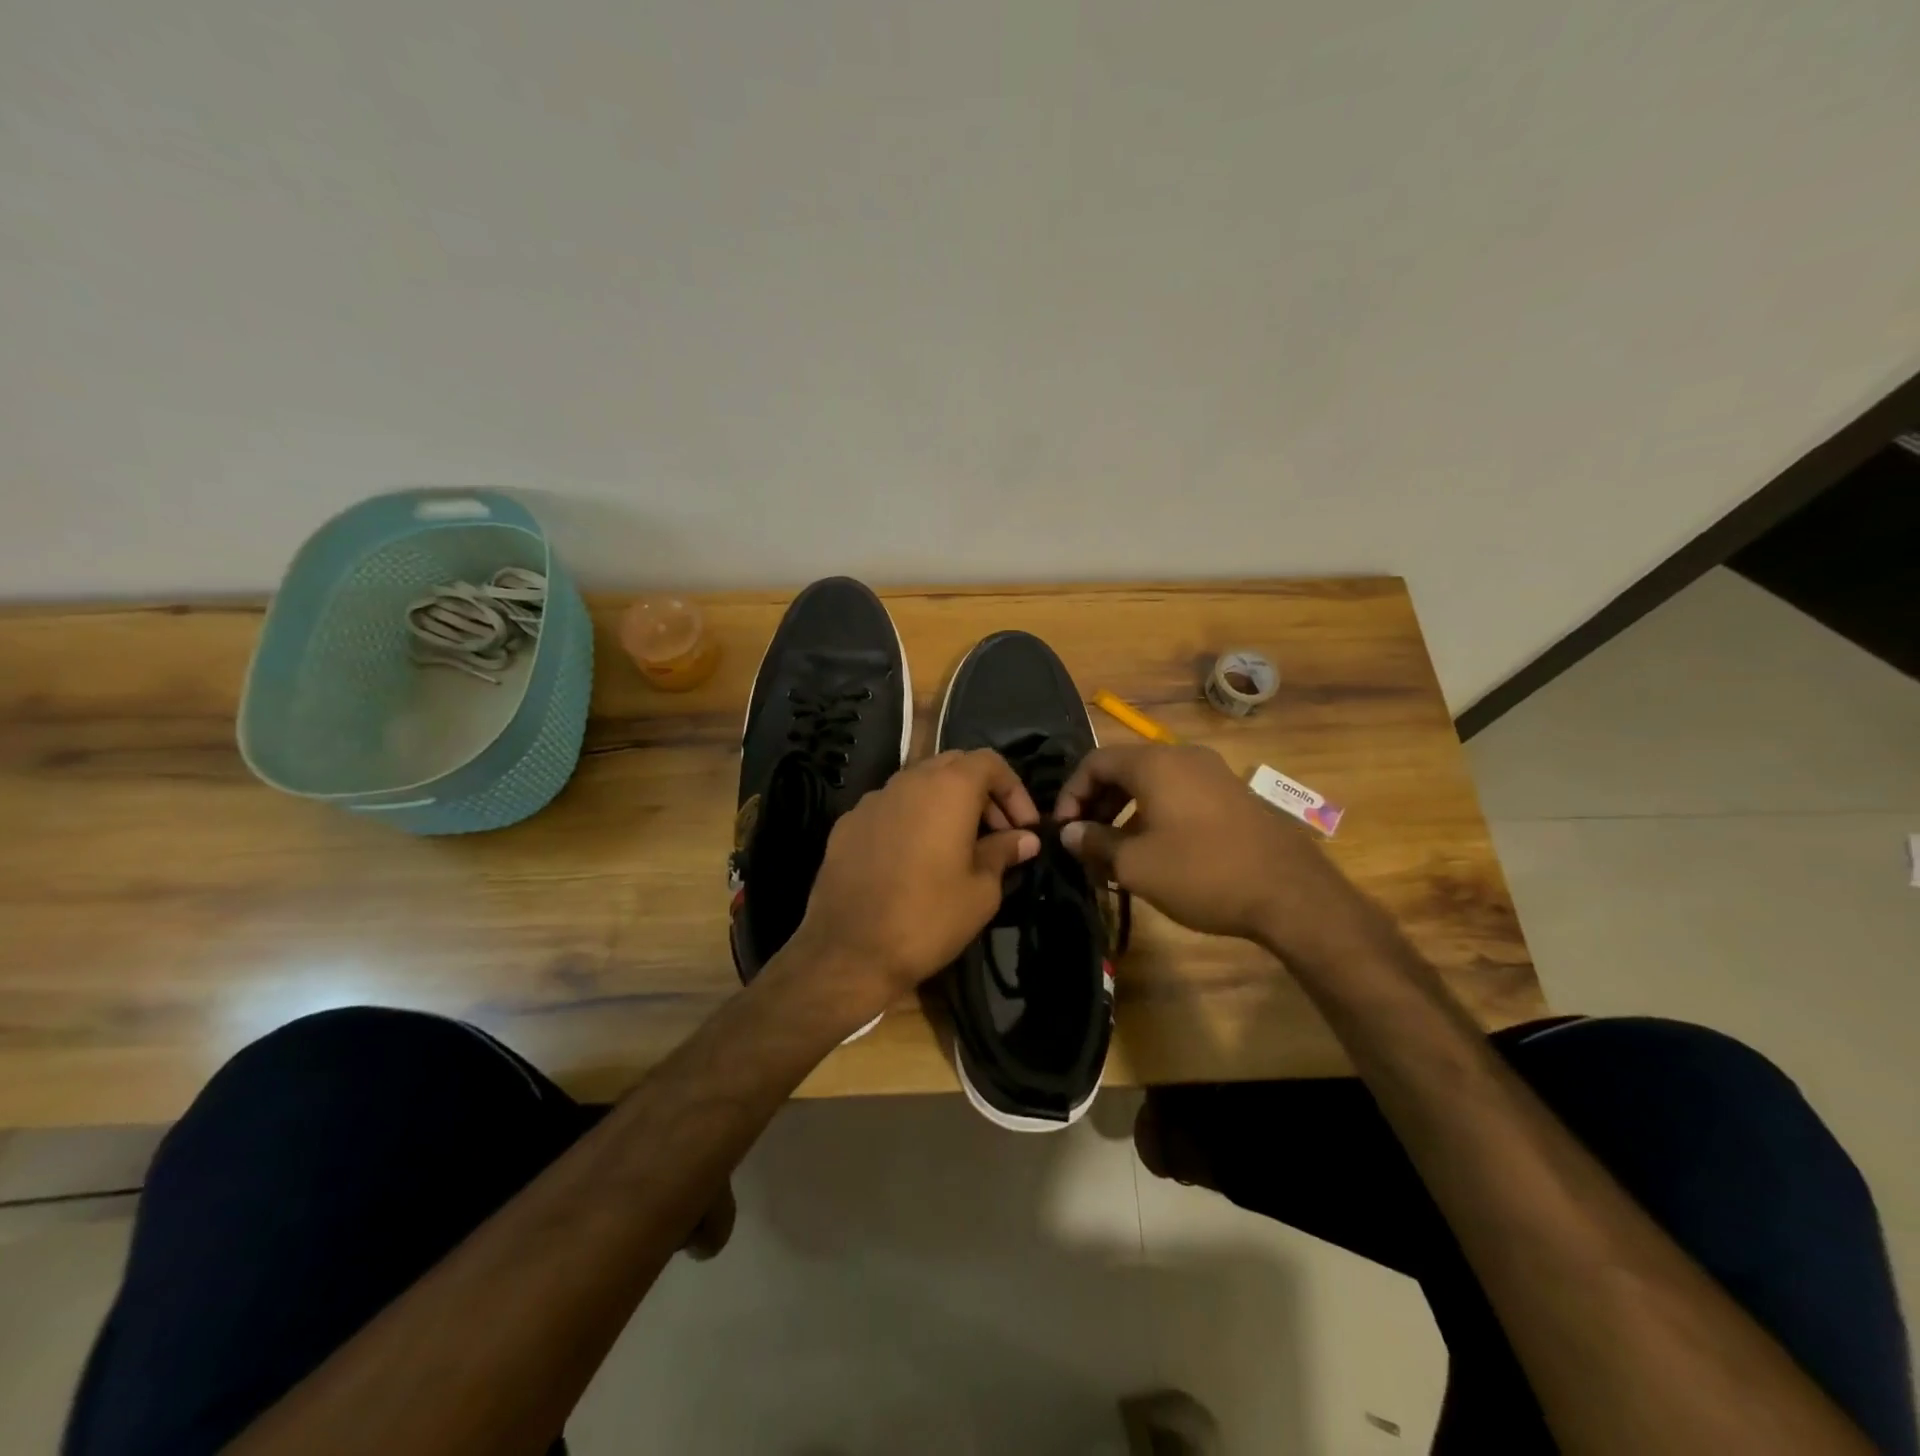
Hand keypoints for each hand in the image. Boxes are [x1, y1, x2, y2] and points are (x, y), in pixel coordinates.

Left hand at [782, 749, 1040, 1025]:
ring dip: (945, 805)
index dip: (1014, 790)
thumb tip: (1024, 839)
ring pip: (918, 785)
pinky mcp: (847, 825)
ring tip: (958, 846)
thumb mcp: (981, 890)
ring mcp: (872, 800)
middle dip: (981, 794)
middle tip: (997, 833)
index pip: (990, 762)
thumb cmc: (928, 917)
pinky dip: (911, 821)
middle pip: (953, 766)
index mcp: (947, 788)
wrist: (849, 951)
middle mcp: (908, 781)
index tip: (1025, 827)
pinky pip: (889, 809)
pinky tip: (914, 859)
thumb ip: (1004, 853)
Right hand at [1054, 743, 1368, 961]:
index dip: (1070, 794)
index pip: (1095, 762)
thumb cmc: (1202, 873)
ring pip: (1152, 782)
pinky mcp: (1232, 795)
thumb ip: (1095, 843)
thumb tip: (1069, 833)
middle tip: (1084, 842)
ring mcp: (1213, 773)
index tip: (1063, 830)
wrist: (1291, 894)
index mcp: (1155, 763)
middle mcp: (1183, 756)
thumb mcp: (1136, 865)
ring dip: (1124, 812)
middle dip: (1096, 803)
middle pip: (1123, 769)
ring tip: (1114, 852)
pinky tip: (1154, 851)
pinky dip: (1154, 814)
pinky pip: (1179, 793)